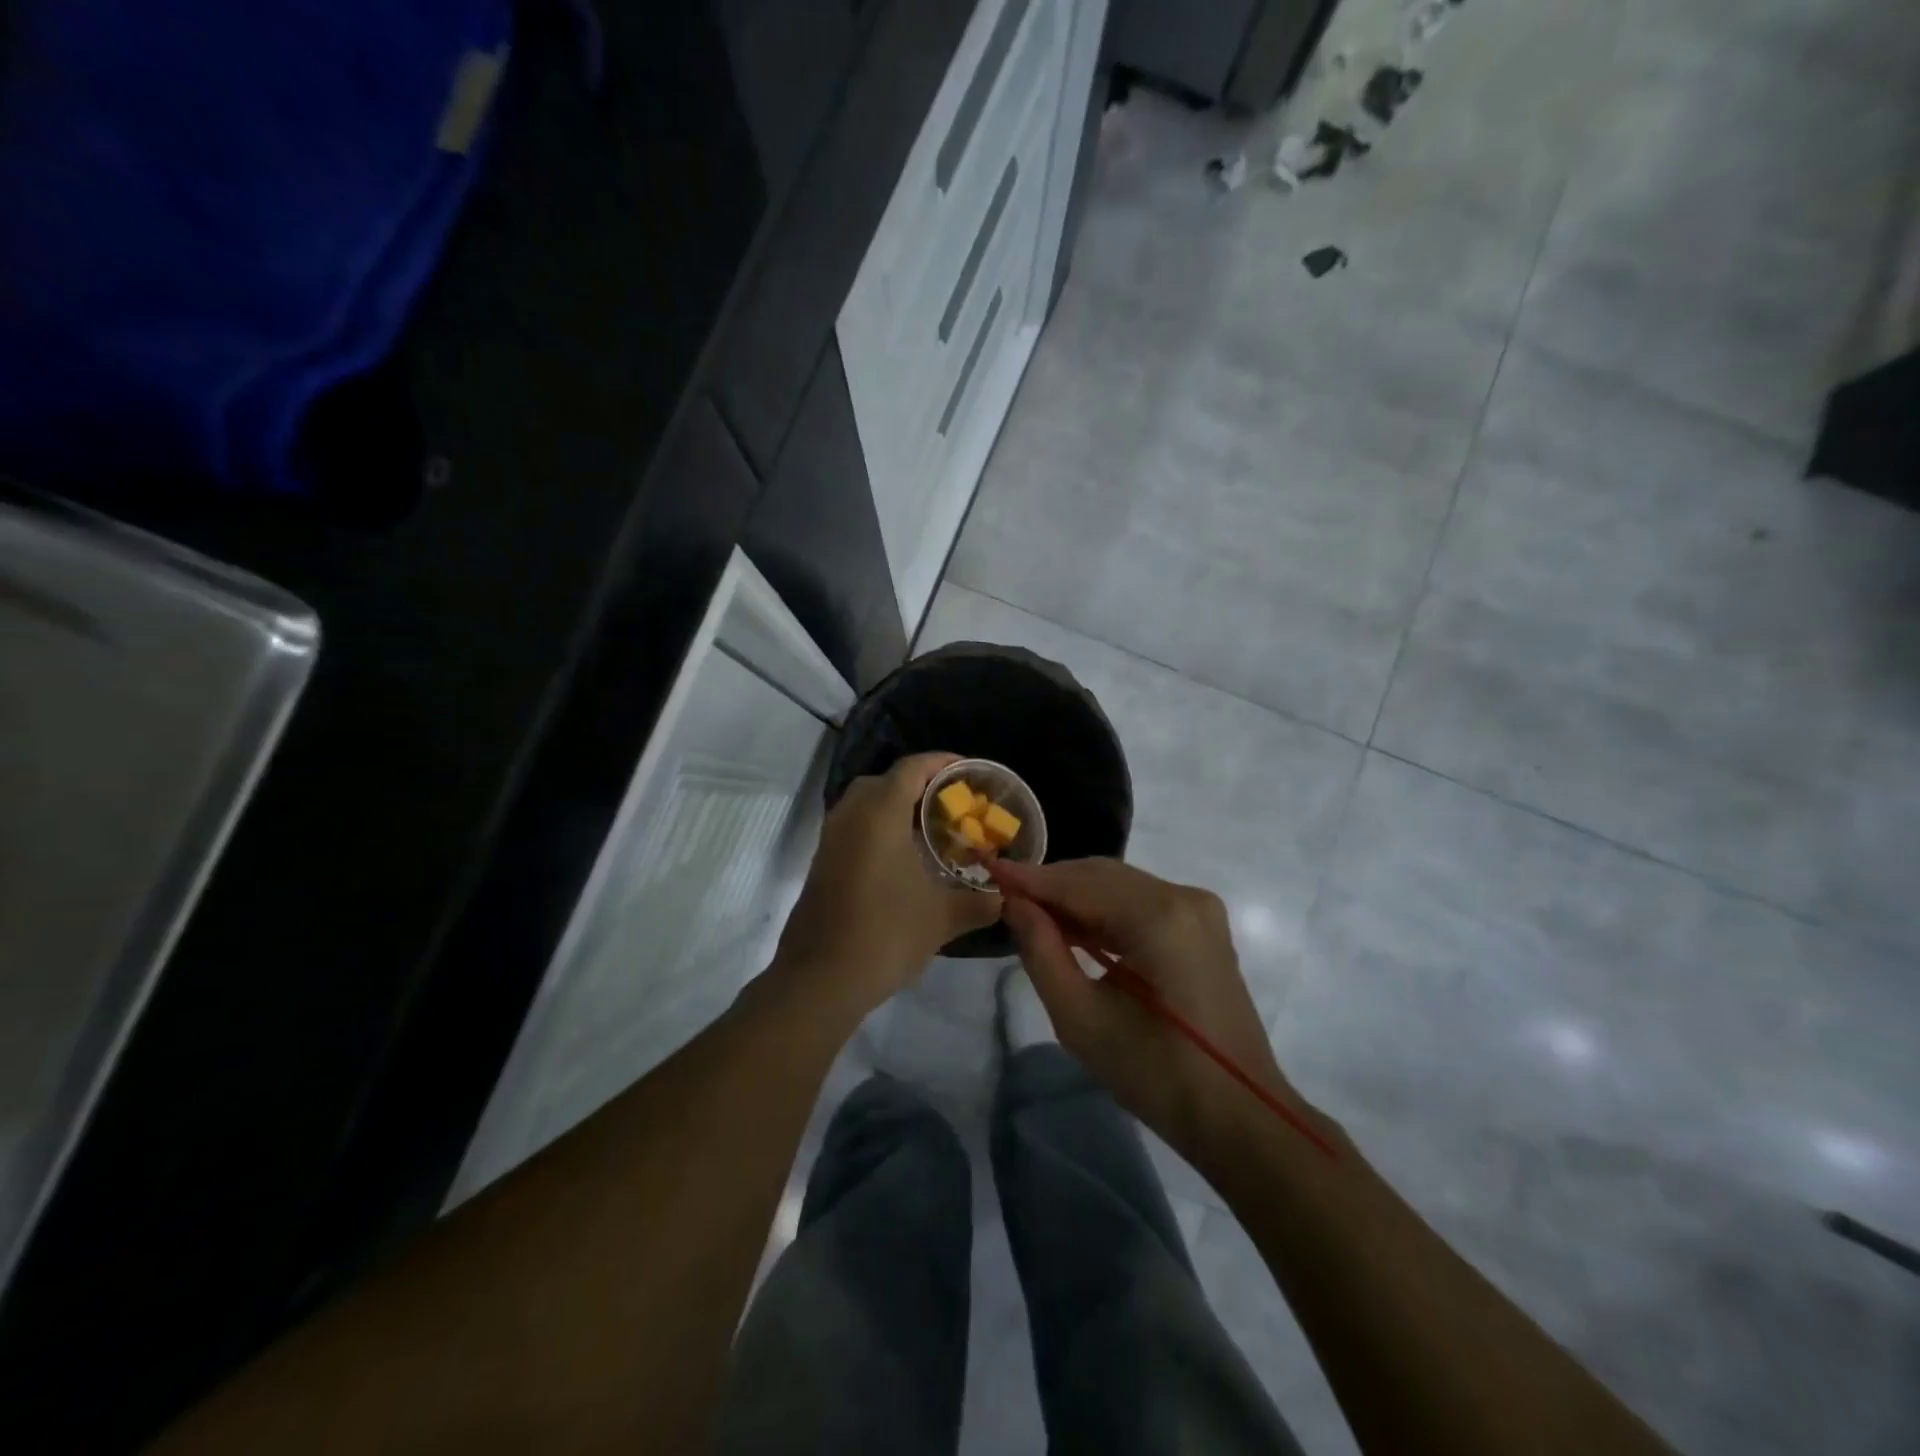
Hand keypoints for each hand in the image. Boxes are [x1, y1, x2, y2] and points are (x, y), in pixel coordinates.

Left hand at [773, 752, 1002, 1021]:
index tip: (968, 772)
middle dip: (919, 785)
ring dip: (896, 808)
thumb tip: (1007, 898)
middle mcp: (851, 815)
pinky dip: (879, 829)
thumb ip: (980, 903)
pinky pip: (854, 827)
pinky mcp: (822, 862)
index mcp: (880, 814)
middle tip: (950, 804)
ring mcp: (831, 839)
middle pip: (886, 781)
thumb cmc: (886, 935)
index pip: (912, 768)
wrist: (821, 979)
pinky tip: (903, 860)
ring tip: (931, 830)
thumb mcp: (943, 918)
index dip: (942, 763)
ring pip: (865, 804)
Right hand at [994, 857, 1304, 1163]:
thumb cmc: (1156, 1074)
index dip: (1031, 880)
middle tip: (1008, 901)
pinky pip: (1142, 902)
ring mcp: (1199, 908)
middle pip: (1102, 876)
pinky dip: (1106, 911)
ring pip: (1121, 886)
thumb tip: (1014, 904)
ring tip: (1034, 918)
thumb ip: (1042, 952)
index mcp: (1159, 916)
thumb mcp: (1082, 1019)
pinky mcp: (1203, 925)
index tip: (990, 873)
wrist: (1238, 1115)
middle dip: (1053, 886)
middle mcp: (1183, 897)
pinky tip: (1077, 931)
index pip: (1080, 883)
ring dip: (1077, 898)